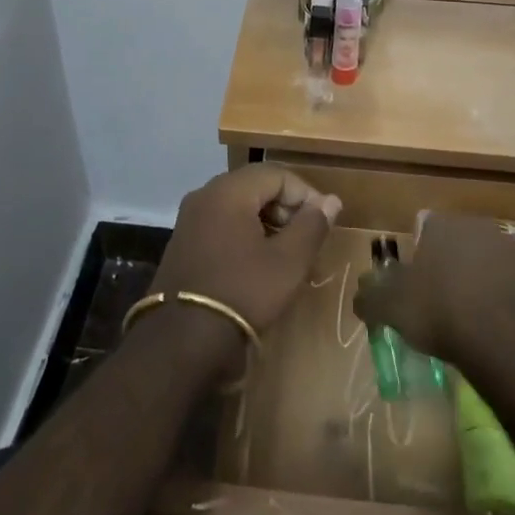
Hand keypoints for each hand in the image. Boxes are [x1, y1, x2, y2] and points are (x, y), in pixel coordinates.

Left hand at [150, 166, 341, 339]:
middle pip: (255, 185)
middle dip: (286, 206)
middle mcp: (205, 194)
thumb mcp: (288, 262)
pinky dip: (244, 232)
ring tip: (286, 251)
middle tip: (305, 237)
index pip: (277, 174)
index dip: (306, 194)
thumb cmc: (243, 292)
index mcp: (229, 190)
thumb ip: (312, 225)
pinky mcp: (183, 242)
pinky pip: (220, 222)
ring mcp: (189, 218)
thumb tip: (331, 200)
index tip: (322, 223)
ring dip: (266, 220)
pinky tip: (256, 262)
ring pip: (237, 204)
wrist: (183, 340)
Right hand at [353, 215, 514, 367]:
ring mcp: (514, 252)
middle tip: (439, 302)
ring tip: (470, 320)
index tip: (414, 284)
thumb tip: (360, 294)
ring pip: (488, 264)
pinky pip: (514, 289)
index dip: (417, 254)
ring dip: (479, 283)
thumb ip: (370, 297)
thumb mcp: (391, 308)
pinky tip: (498, 331)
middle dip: (449, 266)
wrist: (510, 342)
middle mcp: (479, 228)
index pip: (424, 227)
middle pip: (458, 244)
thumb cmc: (442, 312)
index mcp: (443, 225)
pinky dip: (505, 304)